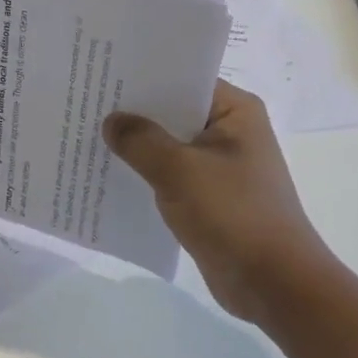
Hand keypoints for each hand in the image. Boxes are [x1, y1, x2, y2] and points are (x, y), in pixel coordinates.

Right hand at [103, 81, 341, 324]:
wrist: (274, 286)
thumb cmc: (233, 215)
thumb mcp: (179, 170)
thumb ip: (140, 140)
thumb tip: (111, 121)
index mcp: (234, 111)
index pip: (182, 78)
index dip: (142, 75)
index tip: (100, 72)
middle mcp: (229, 131)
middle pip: (171, 110)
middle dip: (132, 110)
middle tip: (83, 101)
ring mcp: (219, 165)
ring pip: (167, 144)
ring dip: (135, 144)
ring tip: (86, 133)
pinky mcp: (209, 196)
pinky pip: (168, 173)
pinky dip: (143, 172)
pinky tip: (107, 171)